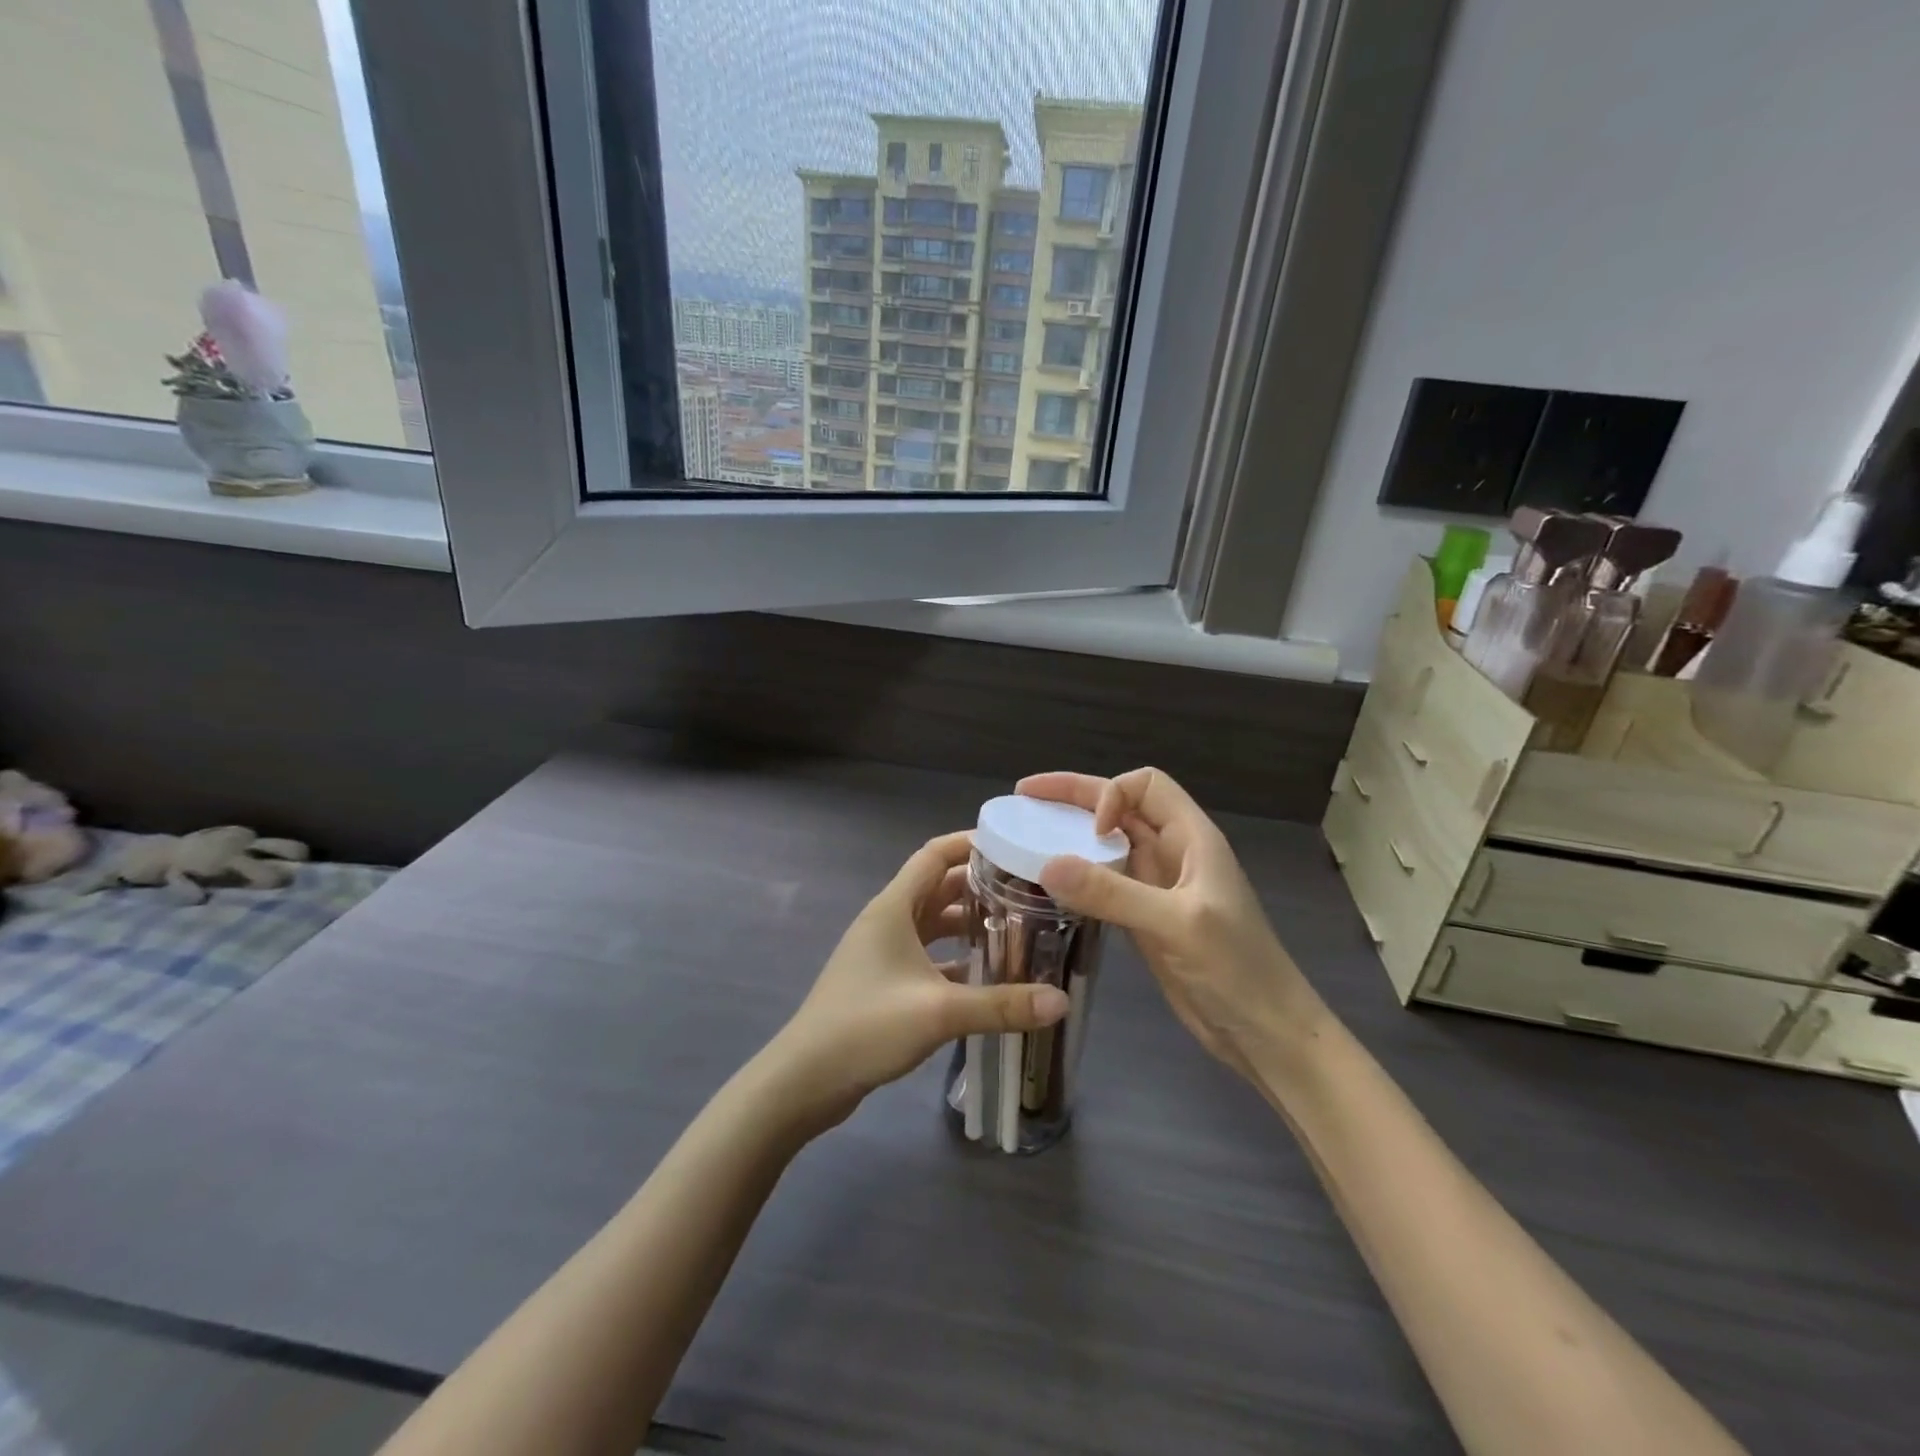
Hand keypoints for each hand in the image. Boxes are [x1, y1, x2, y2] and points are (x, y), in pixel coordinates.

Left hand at [763, 831, 1068, 1134]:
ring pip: (933, 923)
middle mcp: (887, 920)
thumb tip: (1062, 1000)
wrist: (805, 1079)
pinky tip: (986, 975)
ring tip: (1017, 929)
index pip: (935, 855)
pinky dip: (955, 957)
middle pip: (938, 887)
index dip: (971, 844)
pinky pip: (927, 954)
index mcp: (893, 907)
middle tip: (1029, 891)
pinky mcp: (883, 981)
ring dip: (969, 922)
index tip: (1013, 846)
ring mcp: (883, 951)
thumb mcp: (939, 1012)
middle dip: (981, 885)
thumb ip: (1002, 1005)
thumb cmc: (866, 1027)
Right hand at [1018, 769, 1324, 1080]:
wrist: (1265, 1034)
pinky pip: (1104, 884)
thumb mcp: (1175, 924)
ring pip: (1108, 846)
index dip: (1111, 795)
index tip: (1088, 832)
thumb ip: (1112, 893)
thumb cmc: (1236, 970)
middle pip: (1121, 807)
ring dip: (1071, 838)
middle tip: (1023, 798)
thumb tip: (1046, 864)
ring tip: (1025, 839)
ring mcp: (1157, 888)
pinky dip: (1076, 879)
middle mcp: (1172, 854)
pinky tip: (1048, 888)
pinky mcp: (1144, 919)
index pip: (1145, 785)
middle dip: (1074, 799)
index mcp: (1192, 838)